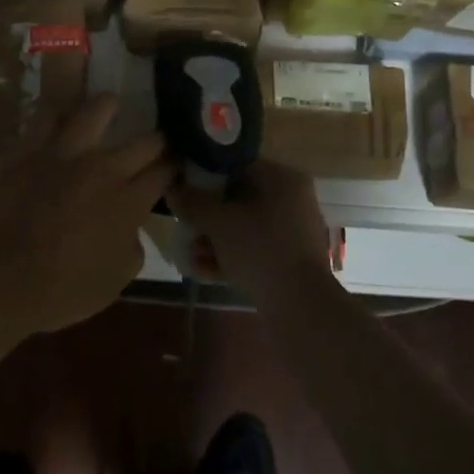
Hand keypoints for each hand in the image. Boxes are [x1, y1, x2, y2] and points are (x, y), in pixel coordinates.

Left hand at [0, 95, 172, 335]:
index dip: (173, 168)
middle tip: (155, 141)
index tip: (173, 167)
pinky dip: (57, 112)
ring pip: (95, 110)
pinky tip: (61, 112)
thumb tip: (132, 228)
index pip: (163, 172)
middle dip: (156, 140)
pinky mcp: (29, 149)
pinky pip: (46, 116)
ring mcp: (65, 153)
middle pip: (144, 141)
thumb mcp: (114, 282)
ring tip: (111, 104)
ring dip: (108, 107)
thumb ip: (132, 247)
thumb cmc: (61, 290)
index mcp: (129, 202)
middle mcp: (104, 169)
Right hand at [169, 160, 335, 301]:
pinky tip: (201, 270)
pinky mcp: (289, 261)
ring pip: (244, 227)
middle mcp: (292, 199)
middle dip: (207, 214)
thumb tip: (172, 189)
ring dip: (214, 238)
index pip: (238, 165)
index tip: (183, 188)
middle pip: (239, 198)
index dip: (206, 175)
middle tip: (183, 224)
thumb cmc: (260, 250)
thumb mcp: (219, 222)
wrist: (301, 308)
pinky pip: (254, 249)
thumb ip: (193, 203)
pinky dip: (230, 256)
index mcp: (282, 179)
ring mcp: (292, 232)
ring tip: (187, 253)